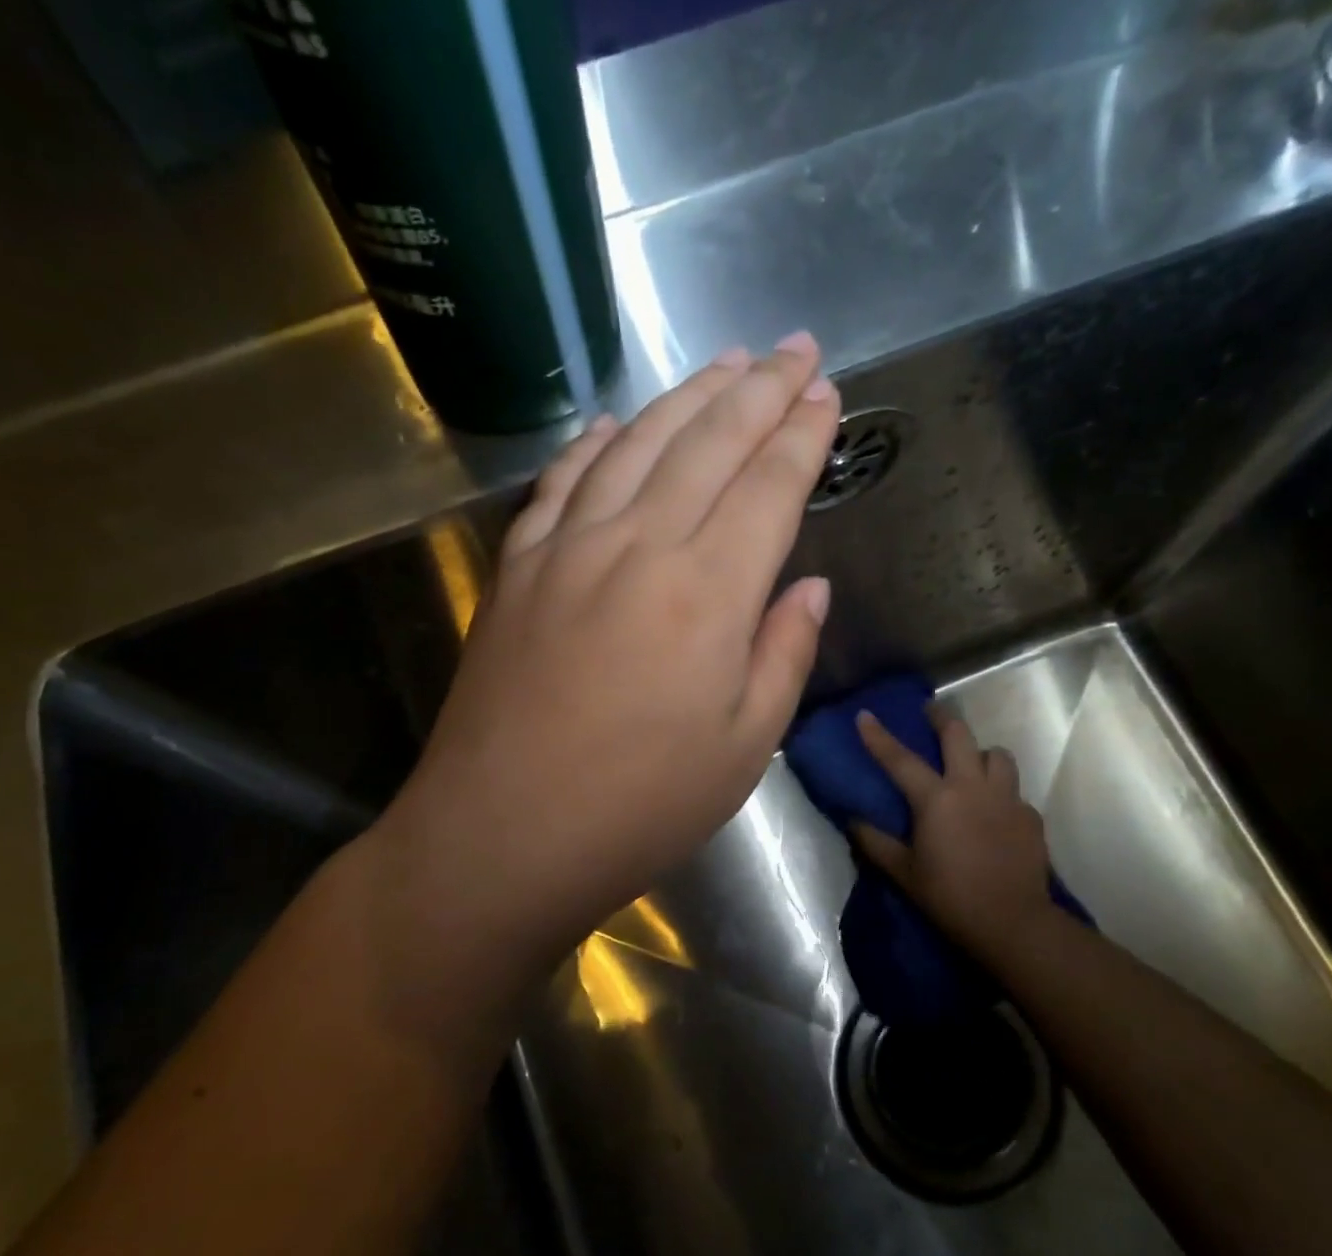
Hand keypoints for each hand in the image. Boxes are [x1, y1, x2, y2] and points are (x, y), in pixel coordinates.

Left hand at [364, 335, 840, 1030]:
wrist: (503, 834)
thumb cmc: (639, 807)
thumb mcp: (742, 748)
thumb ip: (782, 653)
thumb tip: (808, 585)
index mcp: (708, 592)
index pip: (770, 486)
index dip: (804, 435)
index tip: (829, 393)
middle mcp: (638, 546)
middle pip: (709, 443)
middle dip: (760, 389)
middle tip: (794, 346)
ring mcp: (568, 549)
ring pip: (637, 445)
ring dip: (687, 397)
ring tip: (725, 362)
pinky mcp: (517, 569)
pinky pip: (563, 483)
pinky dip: (595, 445)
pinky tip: (614, 425)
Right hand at [851, 707, 1056, 967]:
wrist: (1012, 923)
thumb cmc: (949, 897)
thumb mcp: (903, 872)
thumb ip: (875, 842)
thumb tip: (853, 821)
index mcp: (936, 799)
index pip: (900, 759)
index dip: (879, 736)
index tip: (865, 714)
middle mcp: (973, 787)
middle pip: (959, 735)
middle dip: (942, 718)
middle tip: (931, 712)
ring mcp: (1007, 799)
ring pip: (997, 755)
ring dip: (980, 753)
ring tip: (971, 763)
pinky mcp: (1030, 816)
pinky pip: (1014, 791)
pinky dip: (1001, 792)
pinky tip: (994, 811)